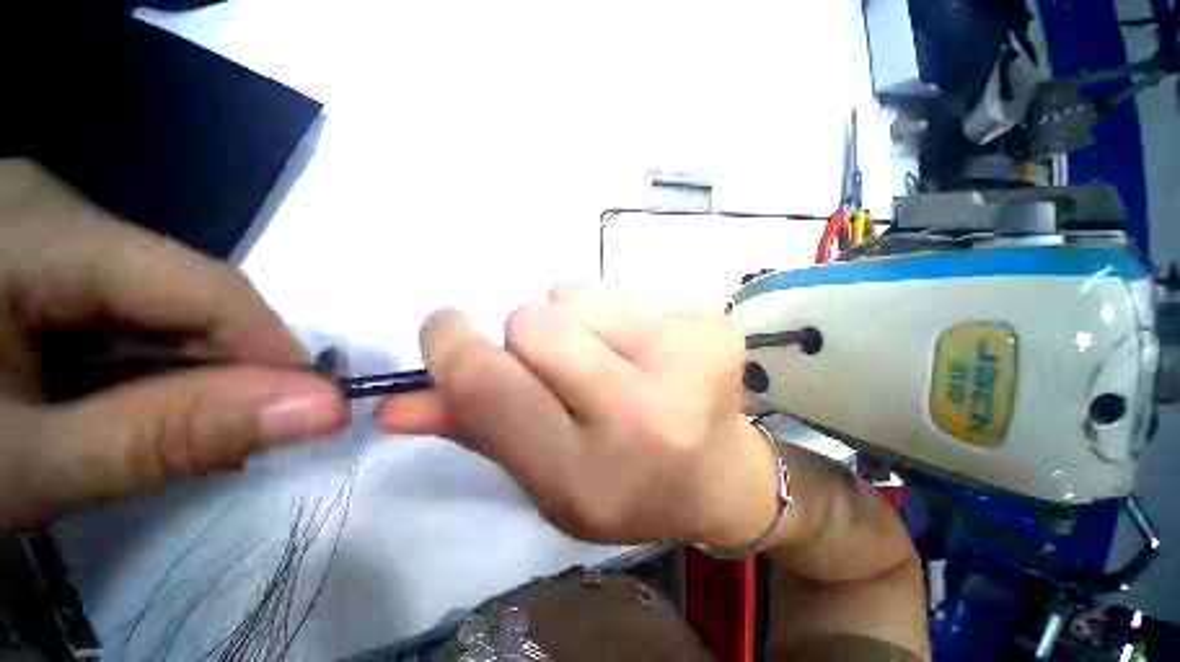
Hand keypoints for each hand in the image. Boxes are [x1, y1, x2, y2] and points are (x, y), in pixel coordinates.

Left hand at [0, 159, 344, 528]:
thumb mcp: (34, 463)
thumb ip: (171, 434)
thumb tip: (321, 407)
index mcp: (44, 232)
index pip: (208, 287)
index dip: (273, 352)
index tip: (306, 413)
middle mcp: (54, 211)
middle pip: (183, 292)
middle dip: (222, 368)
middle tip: (233, 439)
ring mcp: (41, 230)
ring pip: (155, 304)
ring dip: (180, 371)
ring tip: (173, 431)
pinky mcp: (34, 258)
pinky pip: (119, 310)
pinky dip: (140, 364)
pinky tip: (125, 404)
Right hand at [377, 280, 779, 546]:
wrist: (720, 475)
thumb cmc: (629, 486)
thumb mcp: (547, 480)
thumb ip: (477, 431)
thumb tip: (395, 403)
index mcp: (589, 471)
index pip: (489, 384)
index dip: (451, 346)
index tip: (446, 329)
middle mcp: (641, 412)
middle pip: (533, 322)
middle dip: (529, 336)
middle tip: (563, 366)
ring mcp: (687, 358)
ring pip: (577, 292)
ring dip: (576, 319)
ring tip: (611, 356)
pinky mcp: (712, 321)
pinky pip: (625, 284)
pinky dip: (620, 310)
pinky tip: (650, 347)